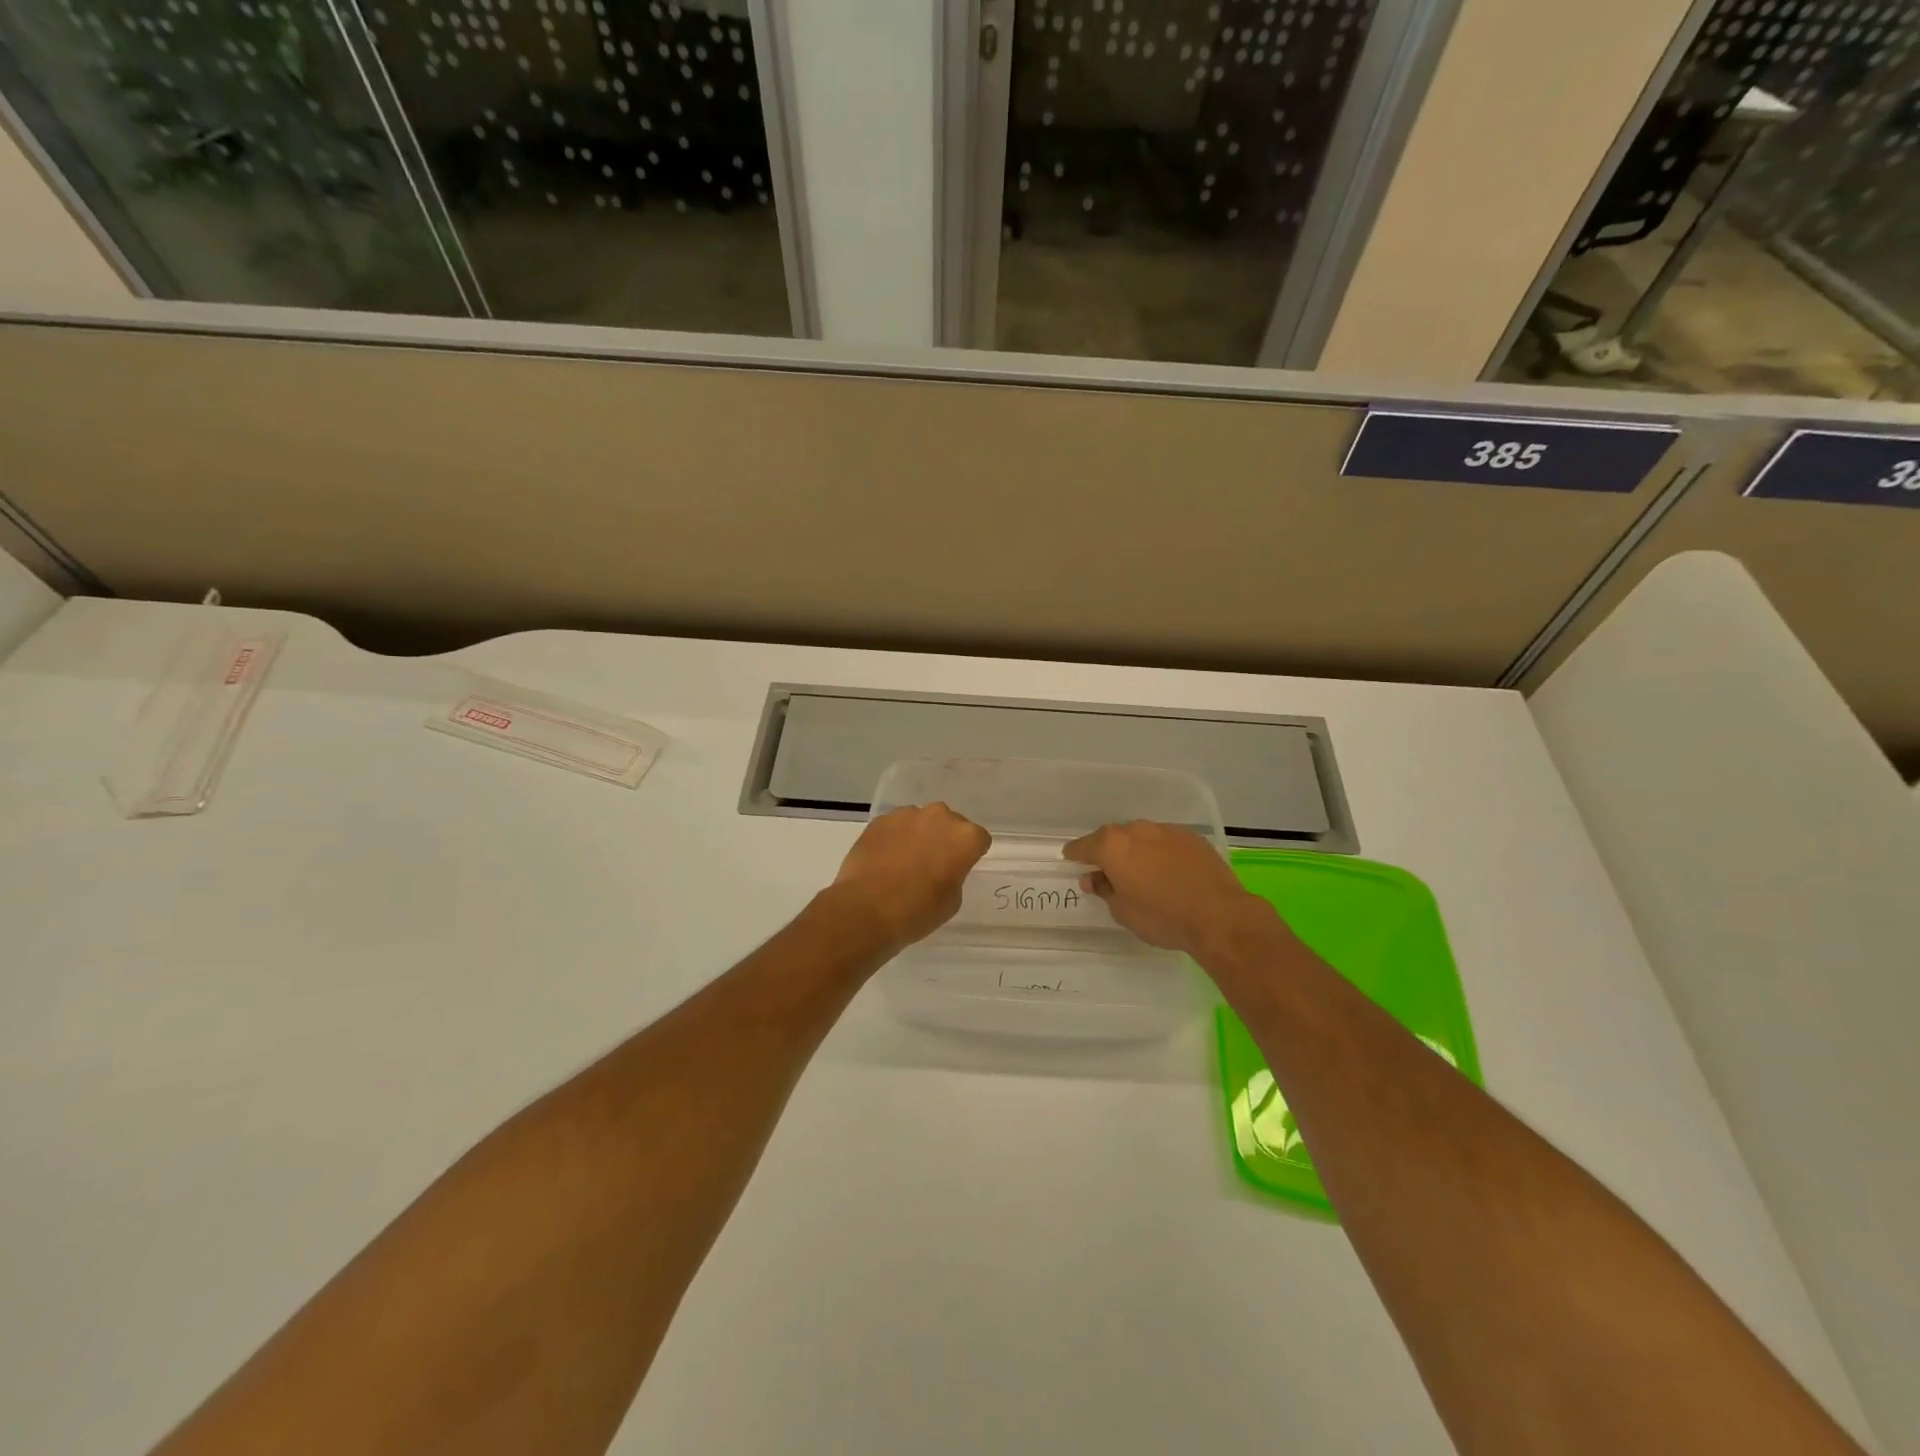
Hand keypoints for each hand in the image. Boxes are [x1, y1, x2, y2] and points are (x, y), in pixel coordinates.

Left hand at [830, 804, 990, 950]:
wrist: (866, 910)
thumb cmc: (917, 911)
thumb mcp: (952, 900)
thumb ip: (955, 873)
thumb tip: (943, 866)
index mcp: (965, 837)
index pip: (979, 839)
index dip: (970, 854)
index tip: (959, 869)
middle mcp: (939, 817)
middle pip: (950, 823)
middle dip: (945, 839)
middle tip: (933, 863)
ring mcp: (907, 815)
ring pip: (922, 821)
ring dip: (919, 835)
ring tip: (905, 861)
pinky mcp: (881, 819)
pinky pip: (896, 825)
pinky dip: (895, 837)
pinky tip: (885, 859)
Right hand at [1064, 821, 1275, 958]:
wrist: (1218, 916)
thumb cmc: (1161, 916)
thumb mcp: (1122, 910)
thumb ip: (1104, 889)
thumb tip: (1093, 878)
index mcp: (1113, 846)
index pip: (1084, 846)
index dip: (1076, 854)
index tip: (1070, 858)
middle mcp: (1137, 830)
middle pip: (1114, 837)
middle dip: (1108, 851)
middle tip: (1108, 870)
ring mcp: (1167, 831)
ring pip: (1142, 837)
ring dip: (1137, 850)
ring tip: (1141, 872)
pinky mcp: (1192, 838)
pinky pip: (1166, 842)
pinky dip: (1161, 853)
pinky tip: (1168, 871)